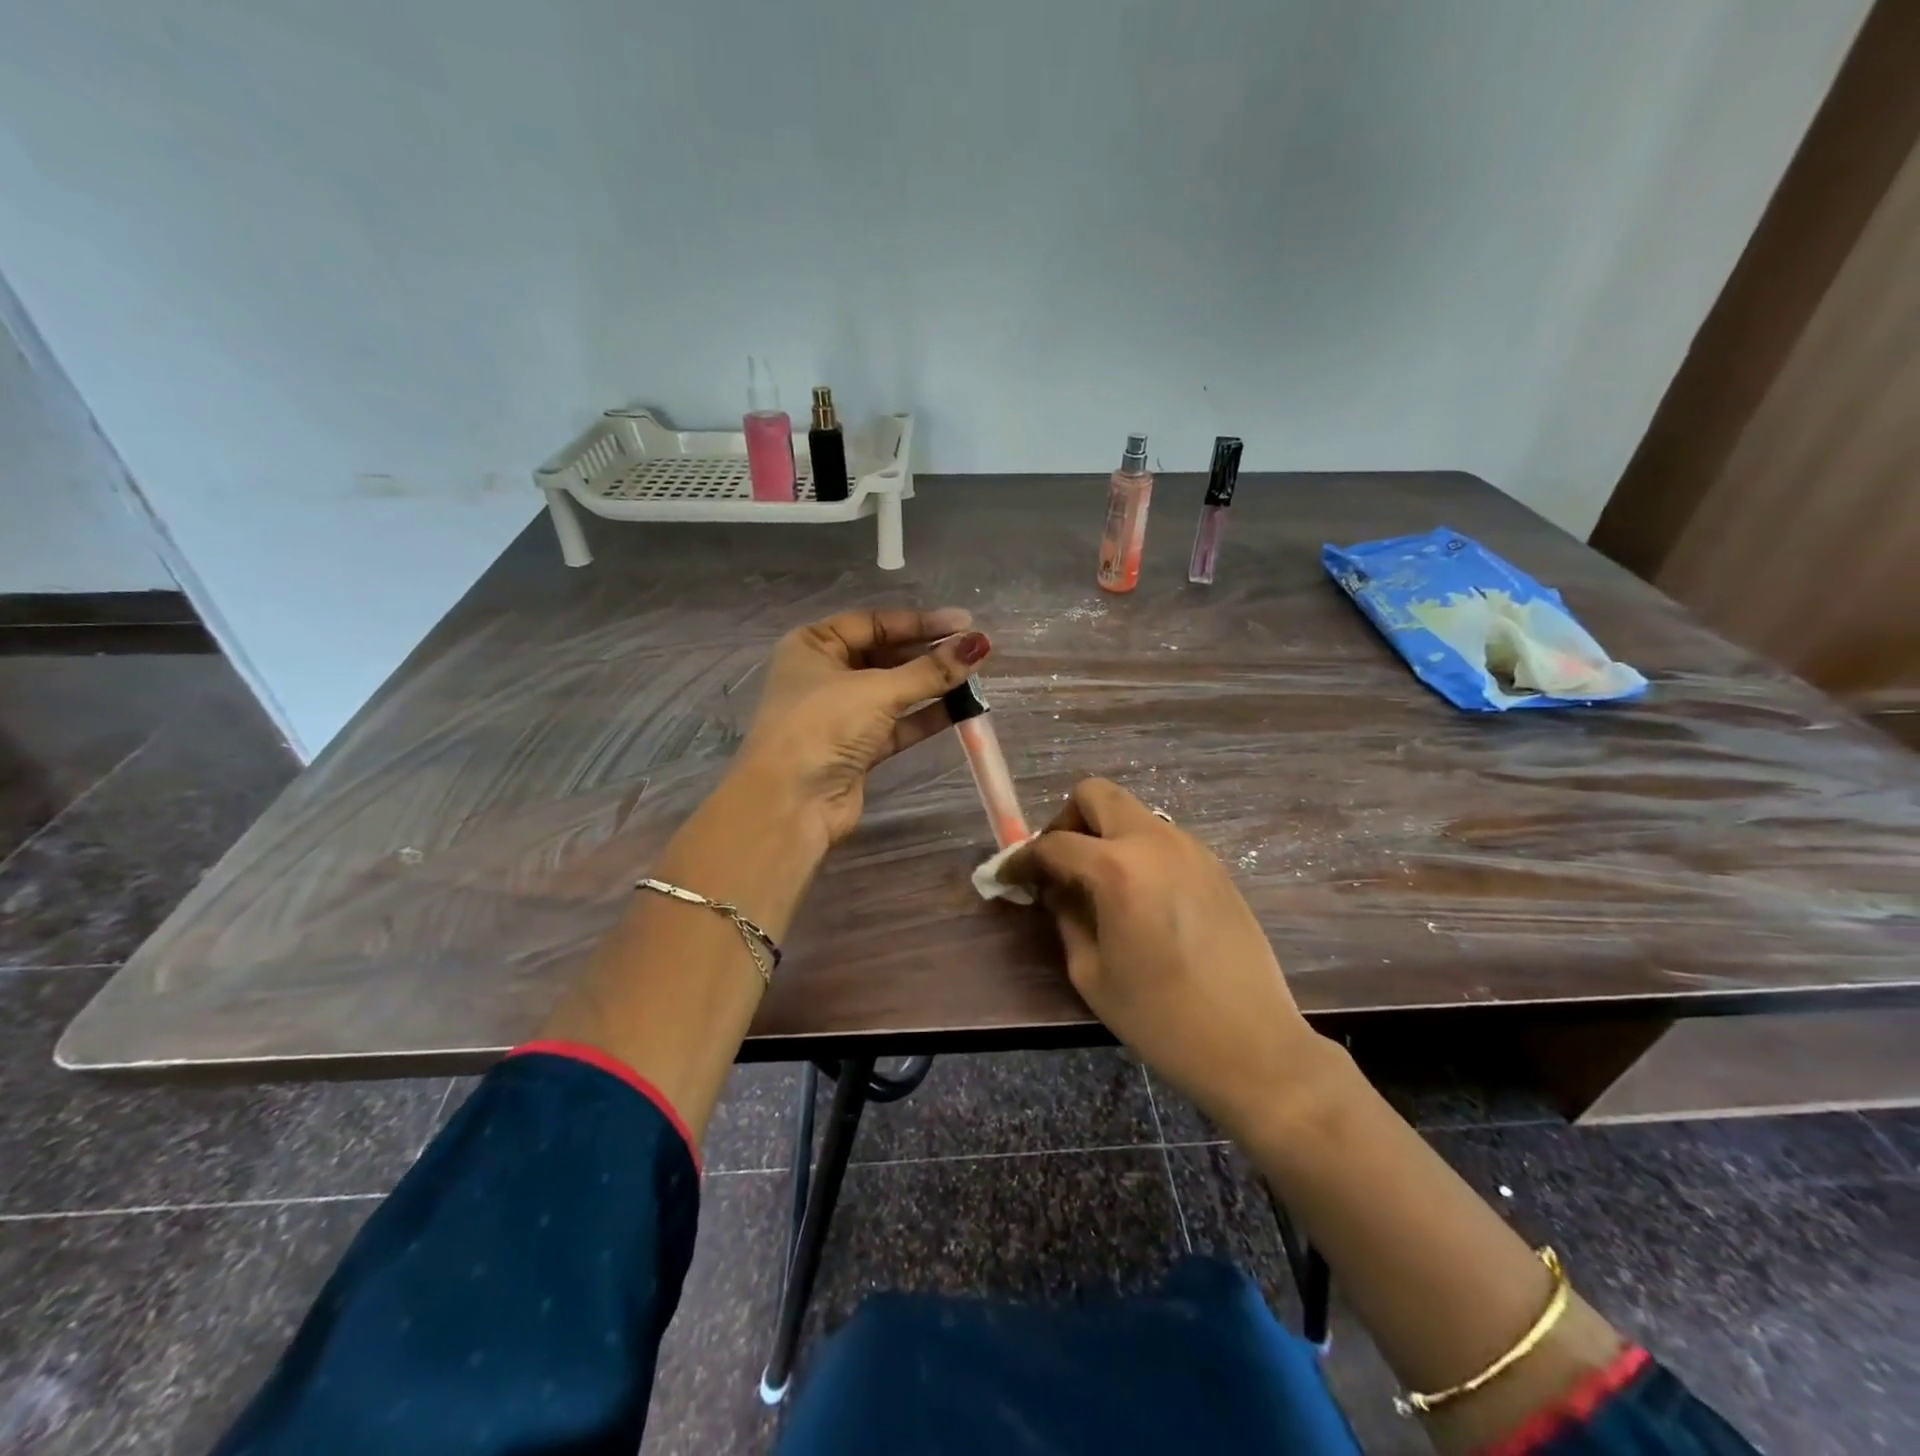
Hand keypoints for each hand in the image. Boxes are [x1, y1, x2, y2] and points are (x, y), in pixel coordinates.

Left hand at [733, 607, 991, 847]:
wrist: (790, 803)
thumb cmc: (822, 726)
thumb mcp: (878, 691)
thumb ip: (930, 670)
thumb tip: (979, 644)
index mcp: (814, 645)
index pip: (874, 623)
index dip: (920, 623)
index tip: (964, 623)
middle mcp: (824, 675)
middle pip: (885, 655)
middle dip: (928, 654)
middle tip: (974, 651)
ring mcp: (840, 714)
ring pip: (894, 691)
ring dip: (932, 685)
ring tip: (975, 677)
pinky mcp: (857, 748)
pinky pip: (898, 724)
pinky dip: (926, 716)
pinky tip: (962, 709)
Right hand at [1009, 779, 1321, 1138]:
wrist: (1253, 1044)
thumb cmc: (1161, 1018)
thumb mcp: (1092, 972)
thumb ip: (1066, 916)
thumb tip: (1053, 888)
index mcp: (1118, 869)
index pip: (1055, 843)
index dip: (1023, 859)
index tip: (1008, 877)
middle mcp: (1155, 841)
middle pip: (1097, 794)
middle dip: (1066, 821)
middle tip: (1059, 865)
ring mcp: (1191, 848)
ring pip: (1132, 814)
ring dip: (1104, 835)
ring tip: (1097, 885)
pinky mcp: (1214, 865)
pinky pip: (1160, 838)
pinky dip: (1135, 851)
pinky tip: (1137, 898)